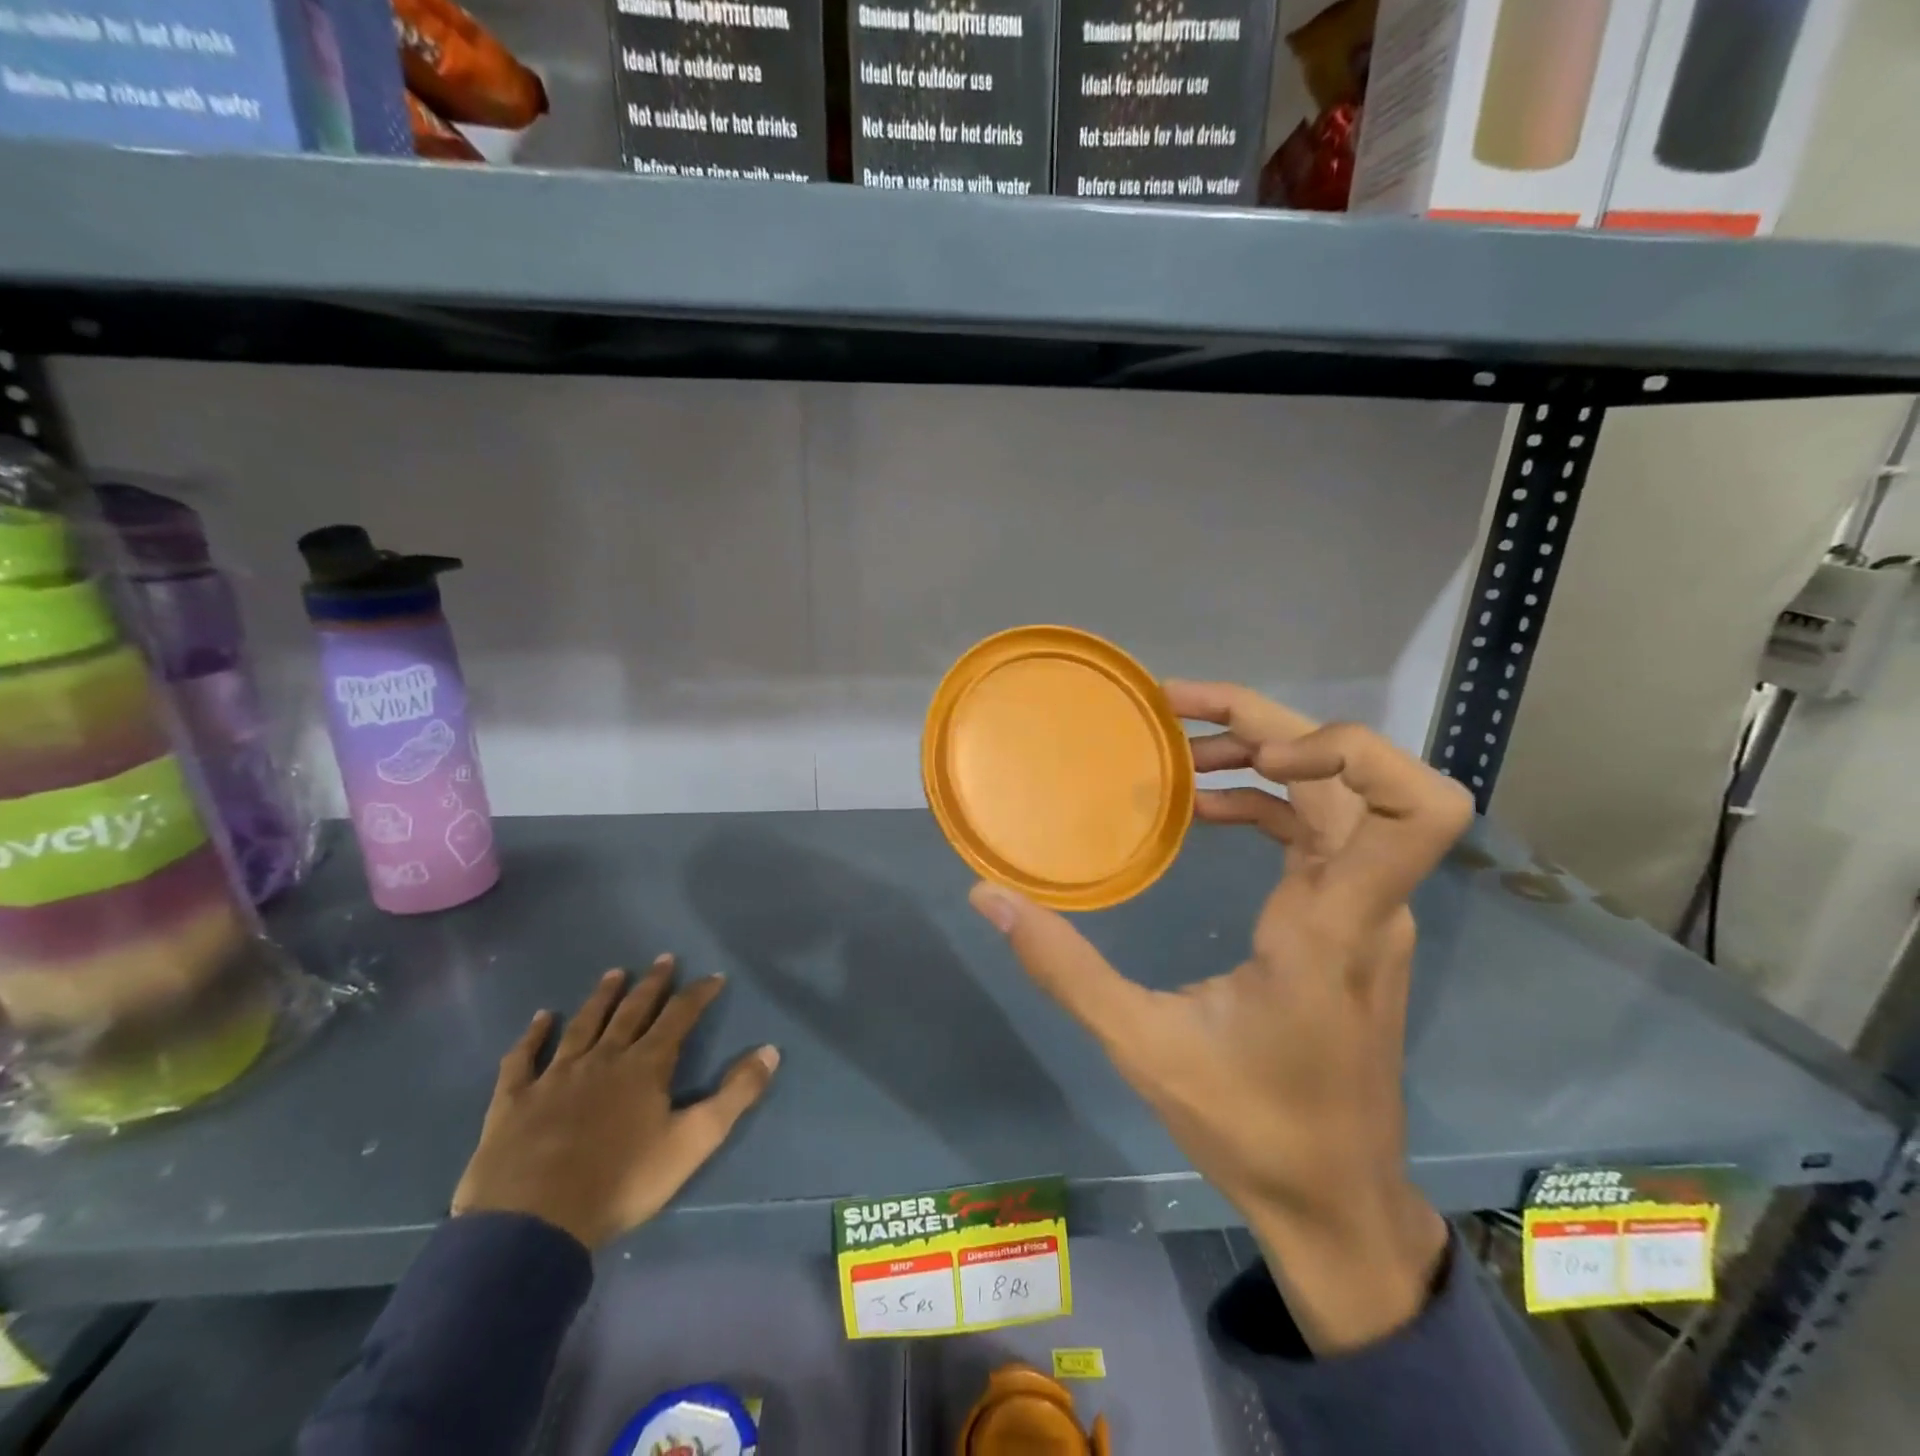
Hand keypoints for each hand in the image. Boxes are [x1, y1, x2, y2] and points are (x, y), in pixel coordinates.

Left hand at [451, 957, 779, 1249]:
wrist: (533, 1223)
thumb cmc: (622, 1181)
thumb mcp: (694, 1141)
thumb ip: (735, 1094)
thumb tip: (771, 1050)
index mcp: (645, 1066)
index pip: (679, 1017)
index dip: (699, 994)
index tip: (714, 976)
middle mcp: (603, 1058)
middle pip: (632, 1012)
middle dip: (652, 984)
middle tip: (663, 959)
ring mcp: (555, 1076)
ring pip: (583, 1025)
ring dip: (601, 997)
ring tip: (614, 973)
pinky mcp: (514, 1100)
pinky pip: (523, 1058)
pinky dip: (533, 1035)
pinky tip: (541, 1018)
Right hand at [969, 682, 1471, 1352]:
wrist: (1334, 1201)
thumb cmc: (1251, 1129)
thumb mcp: (1143, 1047)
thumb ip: (1063, 967)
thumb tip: (989, 897)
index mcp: (1334, 925)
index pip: (1416, 809)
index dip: (1350, 751)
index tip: (1258, 755)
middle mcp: (1368, 902)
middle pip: (1356, 774)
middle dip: (1266, 724)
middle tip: (1172, 710)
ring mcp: (1366, 909)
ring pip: (1338, 794)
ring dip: (1263, 754)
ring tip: (1178, 749)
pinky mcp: (1349, 920)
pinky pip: (1319, 830)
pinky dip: (1264, 800)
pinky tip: (1203, 808)